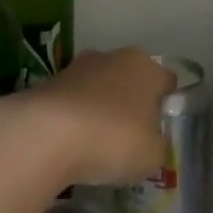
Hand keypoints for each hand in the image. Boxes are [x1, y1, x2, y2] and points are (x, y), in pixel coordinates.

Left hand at [14, 48, 173, 188]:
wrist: (45, 134)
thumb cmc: (113, 138)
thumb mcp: (151, 155)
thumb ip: (156, 144)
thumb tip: (148, 141)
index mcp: (146, 67)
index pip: (166, 80)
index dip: (166, 104)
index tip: (160, 129)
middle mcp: (113, 57)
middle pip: (130, 80)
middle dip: (130, 104)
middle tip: (129, 138)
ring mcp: (77, 68)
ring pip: (98, 89)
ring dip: (99, 109)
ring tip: (96, 145)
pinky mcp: (48, 84)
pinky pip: (71, 103)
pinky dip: (73, 119)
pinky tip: (71, 145)